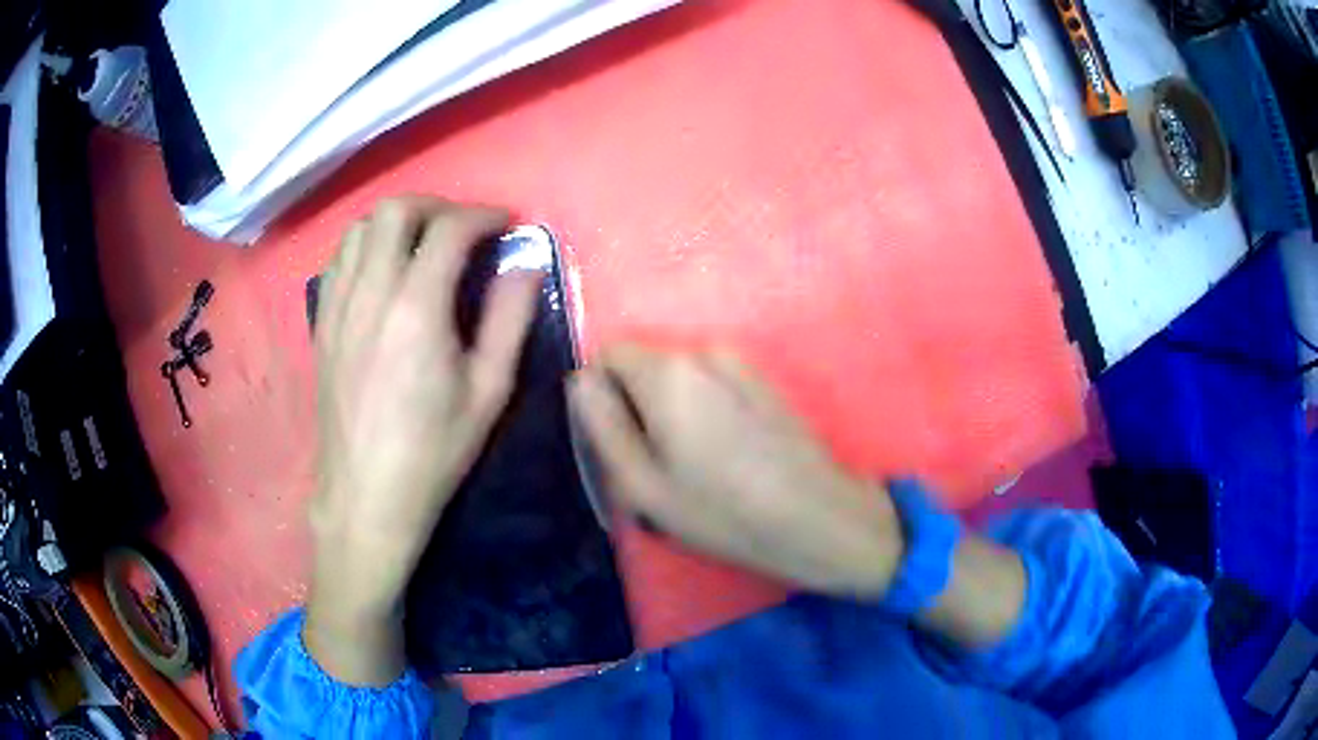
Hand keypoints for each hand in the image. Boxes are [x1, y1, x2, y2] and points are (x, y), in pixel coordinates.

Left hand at [305, 198, 540, 684]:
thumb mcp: (489, 391)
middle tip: (464, 229)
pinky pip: (340, 260)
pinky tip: (384, 273)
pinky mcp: (322, 324)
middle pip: (395, 211)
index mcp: (416, 309)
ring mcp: (338, 307)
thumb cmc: (434, 451)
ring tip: (425, 245)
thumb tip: (526, 263)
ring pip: (361, 229)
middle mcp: (370, 294)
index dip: (484, 216)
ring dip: (399, 223)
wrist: (366, 495)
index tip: (506, 225)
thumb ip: (511, 318)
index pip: (449, 230)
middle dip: (437, 206)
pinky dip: (367, 248)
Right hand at [569, 344, 902, 597]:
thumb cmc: (722, 511)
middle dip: (637, 405)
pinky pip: (712, 386)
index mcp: (667, 372)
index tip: (617, 441)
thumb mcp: (641, 484)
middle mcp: (703, 352)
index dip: (601, 395)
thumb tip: (581, 381)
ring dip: (672, 411)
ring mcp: (740, 364)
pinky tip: (727, 456)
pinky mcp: (764, 382)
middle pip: (644, 365)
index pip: (608, 353)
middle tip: (654, 465)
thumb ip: (602, 424)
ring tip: (694, 465)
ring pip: (679, 378)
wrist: (817, 518)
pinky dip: (704, 412)